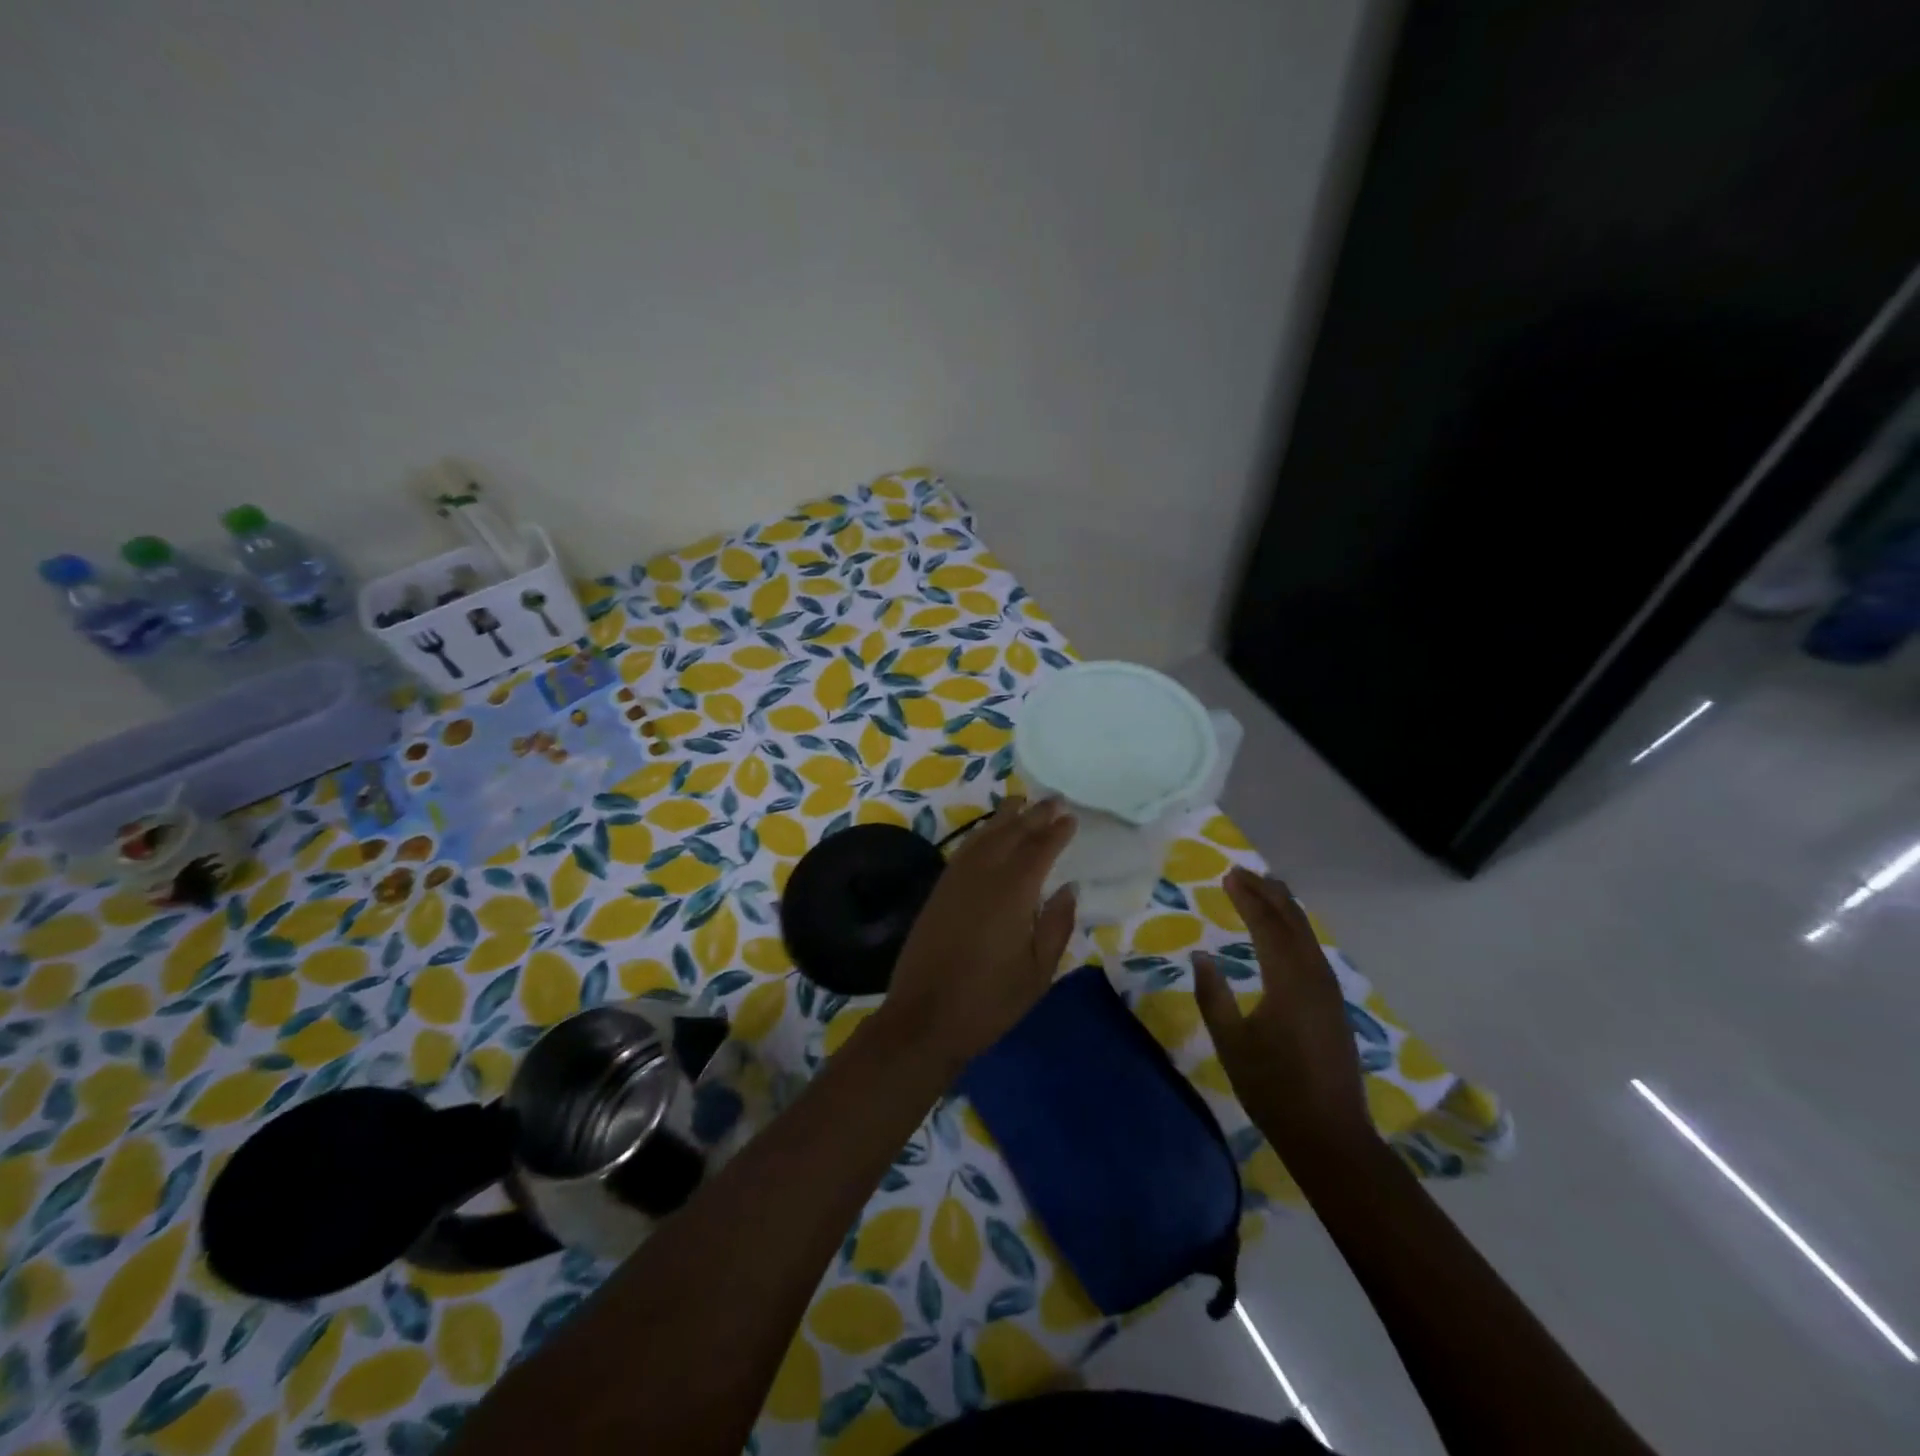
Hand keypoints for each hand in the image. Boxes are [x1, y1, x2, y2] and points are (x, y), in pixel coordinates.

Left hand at [877, 797, 1077, 1073]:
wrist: (924, 1018)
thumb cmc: (990, 1001)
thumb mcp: (1038, 972)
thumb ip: (1056, 925)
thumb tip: (1069, 888)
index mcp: (1012, 893)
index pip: (1038, 850)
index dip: (1056, 832)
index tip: (1071, 818)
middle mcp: (982, 876)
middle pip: (1011, 834)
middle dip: (1034, 815)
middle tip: (1054, 800)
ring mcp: (956, 881)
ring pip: (984, 837)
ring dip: (1004, 817)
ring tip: (1021, 802)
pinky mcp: (939, 891)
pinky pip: (964, 850)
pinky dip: (980, 835)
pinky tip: (987, 834)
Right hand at [1192, 867, 1371, 1162]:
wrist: (1330, 1135)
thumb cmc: (1273, 1088)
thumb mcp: (1231, 1043)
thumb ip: (1213, 996)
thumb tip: (1201, 955)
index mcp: (1288, 982)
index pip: (1267, 926)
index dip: (1248, 898)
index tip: (1228, 876)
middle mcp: (1314, 977)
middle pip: (1293, 922)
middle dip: (1269, 894)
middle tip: (1243, 872)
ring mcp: (1328, 991)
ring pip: (1307, 935)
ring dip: (1285, 909)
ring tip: (1265, 889)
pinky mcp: (1333, 1004)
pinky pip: (1313, 951)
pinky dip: (1296, 930)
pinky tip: (1286, 932)